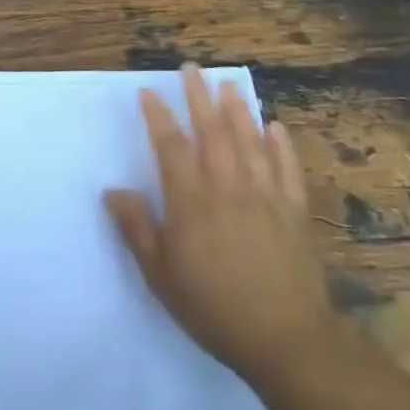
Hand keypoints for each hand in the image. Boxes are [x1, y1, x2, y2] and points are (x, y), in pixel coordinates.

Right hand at [104, 65, 336, 386]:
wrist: (287, 341)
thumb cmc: (213, 307)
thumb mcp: (160, 274)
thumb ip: (137, 228)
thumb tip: (114, 191)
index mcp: (192, 202)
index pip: (171, 147)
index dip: (158, 116)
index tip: (147, 92)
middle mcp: (229, 189)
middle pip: (213, 132)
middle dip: (199, 97)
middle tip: (192, 68)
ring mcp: (267, 198)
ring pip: (251, 143)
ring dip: (239, 110)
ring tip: (229, 84)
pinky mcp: (295, 214)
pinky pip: (288, 170)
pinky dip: (281, 145)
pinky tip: (275, 127)